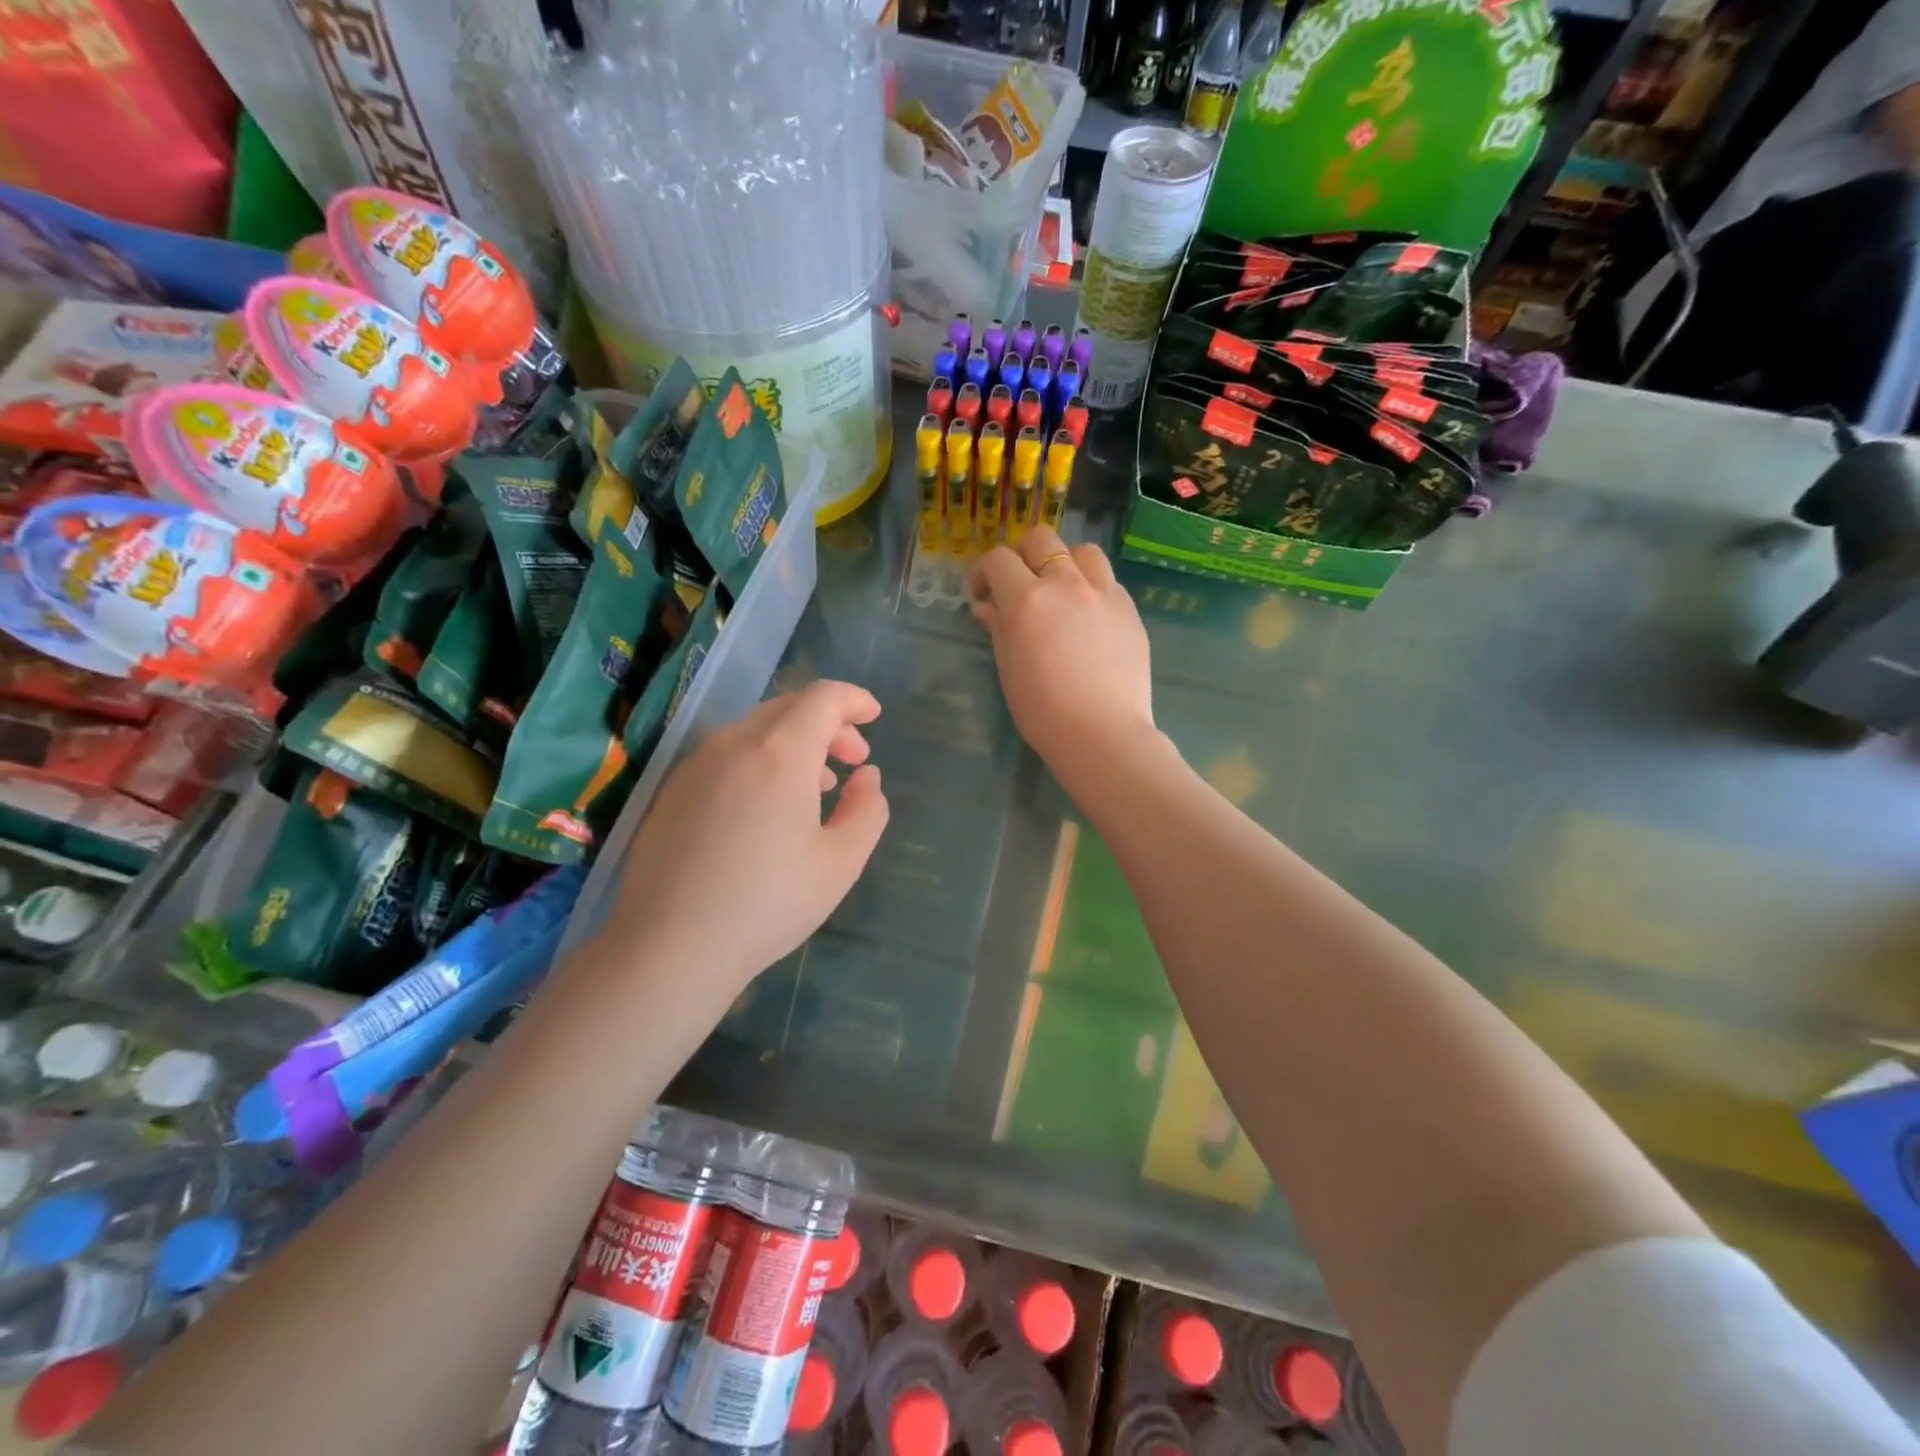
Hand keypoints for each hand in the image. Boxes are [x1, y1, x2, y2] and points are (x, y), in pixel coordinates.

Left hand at [596, 680, 888, 989]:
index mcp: (780, 752)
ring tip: (817, 786)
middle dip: (828, 724)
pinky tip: (766, 807)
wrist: (669, 947)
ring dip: (795, 744)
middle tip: (852, 759)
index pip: (823, 698)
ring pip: (755, 731)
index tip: (874, 715)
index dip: (854, 700)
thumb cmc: (768, 903)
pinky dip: (760, 762)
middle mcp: (734, 744)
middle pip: (788, 708)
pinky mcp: (672, 791)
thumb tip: (866, 777)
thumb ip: (867, 809)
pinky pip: (727, 756)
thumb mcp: (840, 862)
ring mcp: (696, 766)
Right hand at [968, 526, 1154, 772]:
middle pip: (1042, 539)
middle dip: (1023, 556)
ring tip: (1061, 593)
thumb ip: (998, 628)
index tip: (982, 595)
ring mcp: (1104, 593)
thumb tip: (987, 606)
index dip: (983, 572)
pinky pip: (1108, 581)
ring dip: (1065, 564)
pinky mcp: (1130, 609)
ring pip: (1083, 552)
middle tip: (1019, 586)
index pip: (998, 560)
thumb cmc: (1043, 711)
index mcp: (1027, 600)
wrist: (1102, 734)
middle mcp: (1066, 584)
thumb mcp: (1009, 669)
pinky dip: (1092, 588)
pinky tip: (1089, 617)